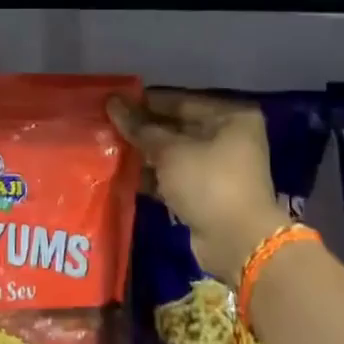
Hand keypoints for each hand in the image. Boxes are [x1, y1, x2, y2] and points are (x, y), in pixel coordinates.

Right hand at [107, 89, 295, 282]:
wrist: (237, 241)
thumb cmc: (208, 183)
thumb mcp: (170, 151)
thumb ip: (139, 127)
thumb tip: (112, 102)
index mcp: (230, 117)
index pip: (179, 101)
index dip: (144, 102)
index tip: (112, 103)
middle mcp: (227, 137)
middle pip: (176, 127)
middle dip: (142, 129)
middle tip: (106, 125)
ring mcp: (217, 167)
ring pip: (173, 153)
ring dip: (143, 153)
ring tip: (107, 147)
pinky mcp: (206, 193)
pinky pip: (173, 176)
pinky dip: (152, 176)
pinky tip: (122, 173)